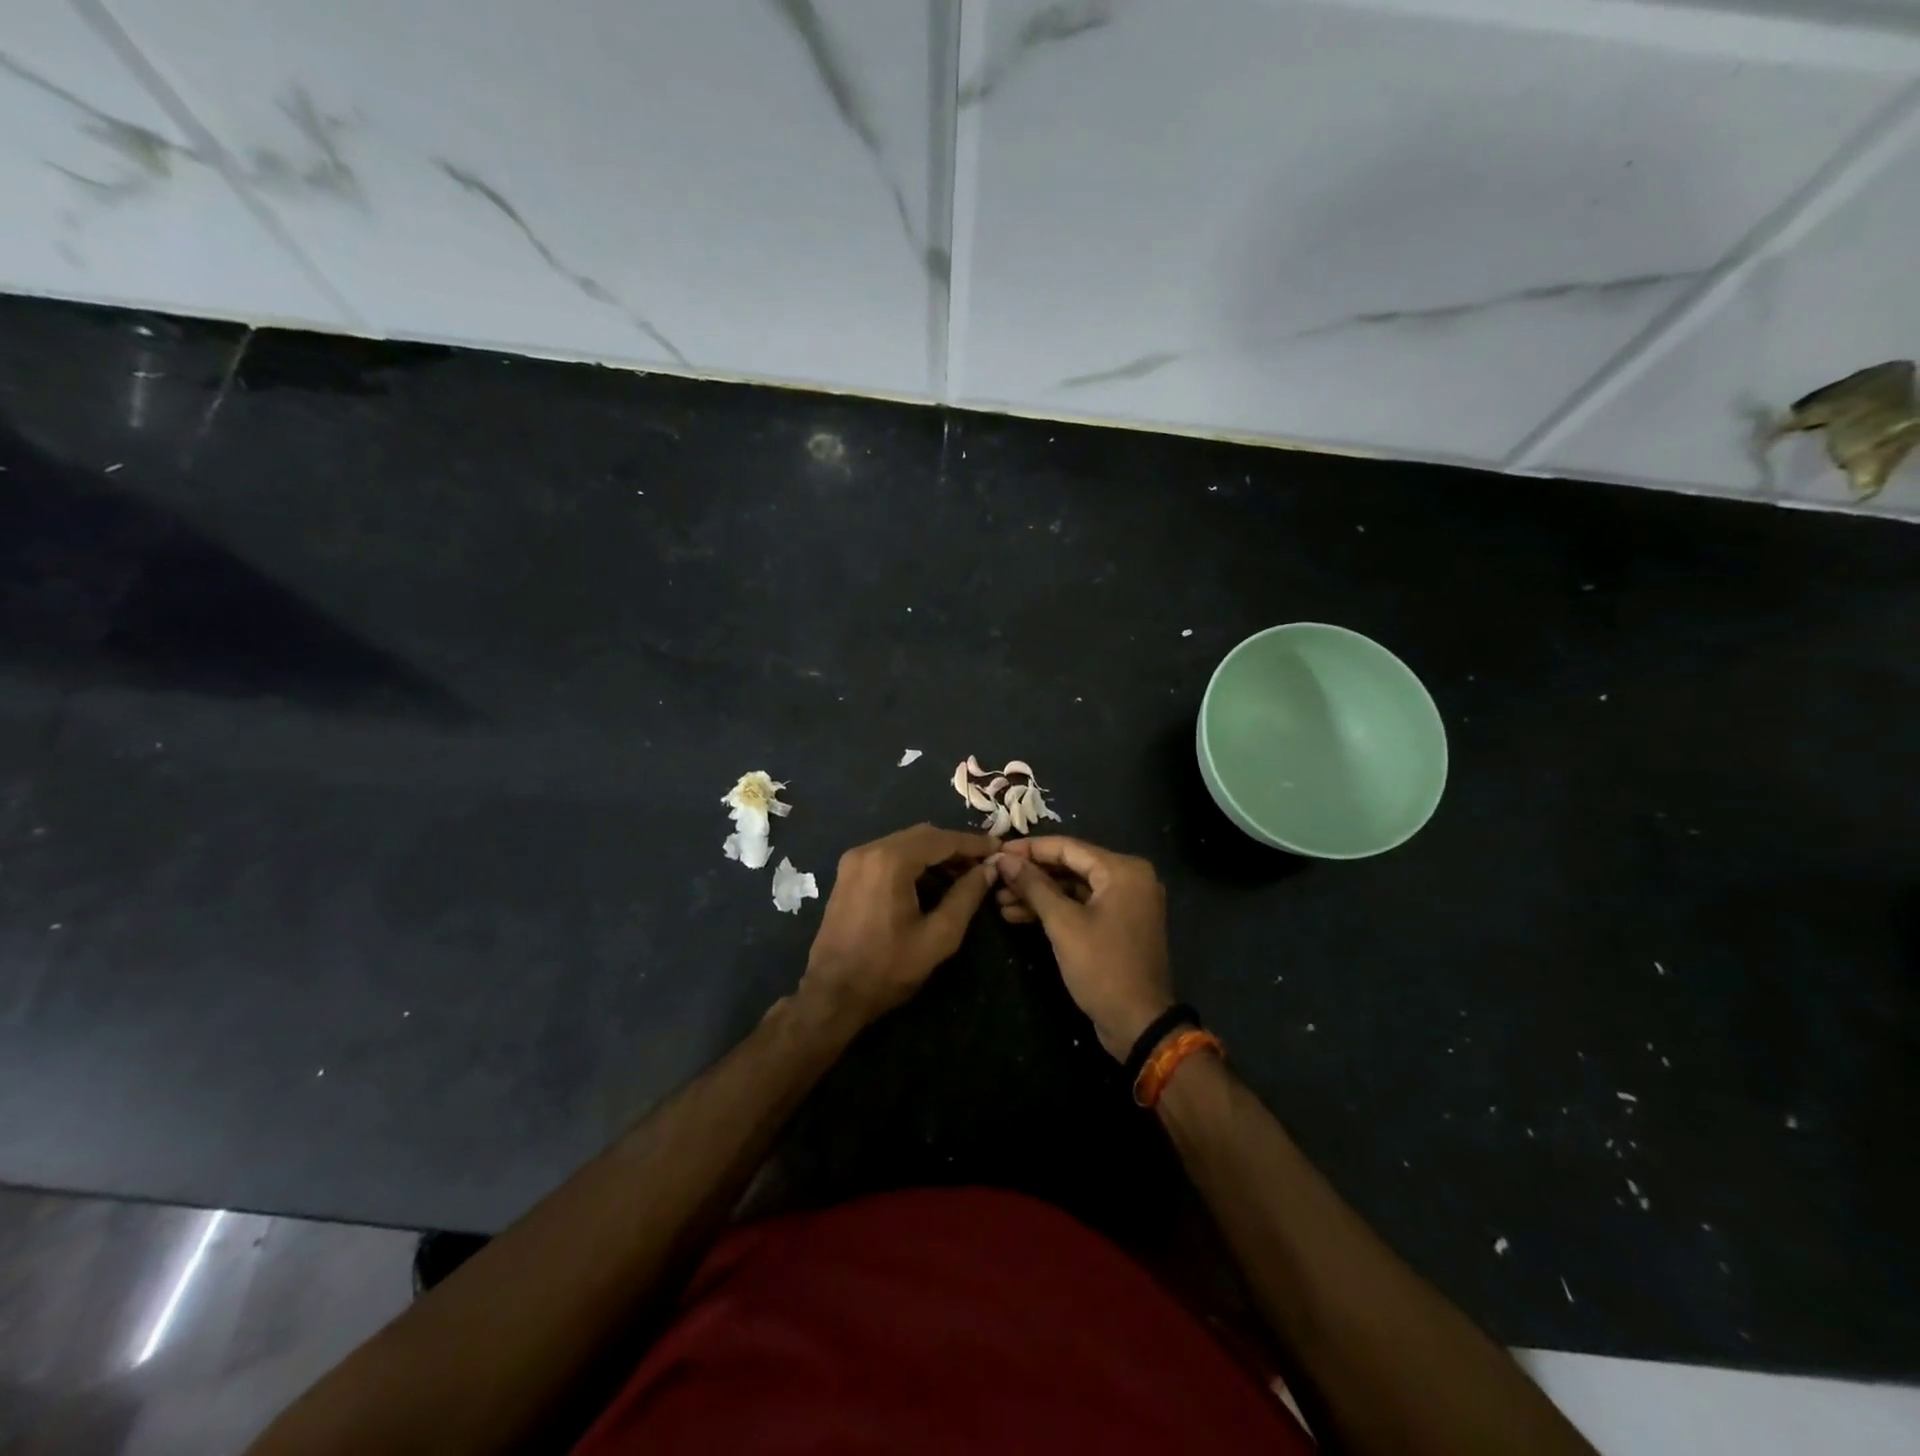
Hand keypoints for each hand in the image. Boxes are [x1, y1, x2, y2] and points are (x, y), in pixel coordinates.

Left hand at [799, 824, 999, 1028]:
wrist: (832, 995)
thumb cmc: (888, 968)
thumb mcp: (938, 936)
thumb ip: (967, 896)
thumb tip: (989, 869)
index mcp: (890, 861)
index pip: (942, 840)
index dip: (973, 843)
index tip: (999, 848)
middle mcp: (869, 850)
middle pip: (923, 835)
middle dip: (955, 847)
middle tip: (984, 864)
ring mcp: (854, 860)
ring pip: (905, 843)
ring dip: (935, 855)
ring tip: (963, 876)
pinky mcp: (848, 873)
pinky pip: (889, 855)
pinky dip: (914, 862)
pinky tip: (932, 882)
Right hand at [993, 836, 1172, 1059]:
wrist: (1139, 1024)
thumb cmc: (1102, 968)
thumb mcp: (1063, 924)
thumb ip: (1033, 886)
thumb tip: (1004, 859)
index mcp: (1123, 870)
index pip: (1068, 847)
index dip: (1029, 849)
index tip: (997, 851)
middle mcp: (1129, 878)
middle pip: (1070, 866)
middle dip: (1031, 874)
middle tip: (995, 877)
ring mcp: (1125, 902)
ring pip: (1073, 887)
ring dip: (1037, 894)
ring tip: (999, 900)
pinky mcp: (1118, 923)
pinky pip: (1082, 905)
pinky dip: (1054, 909)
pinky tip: (1017, 915)